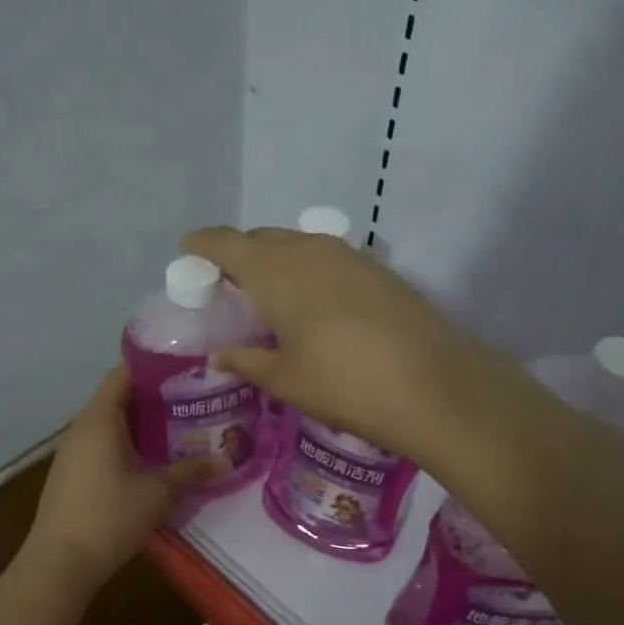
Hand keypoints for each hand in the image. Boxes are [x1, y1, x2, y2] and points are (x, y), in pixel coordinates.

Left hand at [25, 366, 218, 590]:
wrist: (60, 563)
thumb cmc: (110, 516)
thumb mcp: (158, 493)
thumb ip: (192, 472)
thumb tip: (228, 460)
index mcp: (100, 418)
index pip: (123, 374)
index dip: (153, 368)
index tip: (184, 371)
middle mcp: (82, 427)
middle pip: (117, 398)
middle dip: (153, 398)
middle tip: (191, 401)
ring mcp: (72, 451)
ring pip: (109, 424)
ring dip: (139, 424)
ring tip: (177, 429)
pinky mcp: (70, 474)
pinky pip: (100, 445)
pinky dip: (125, 444)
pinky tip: (149, 462)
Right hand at [181, 226, 503, 463]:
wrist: (434, 386)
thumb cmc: (344, 384)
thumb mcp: (286, 380)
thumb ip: (247, 361)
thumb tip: (219, 356)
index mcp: (275, 271)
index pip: (226, 243)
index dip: (202, 245)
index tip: (188, 252)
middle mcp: (309, 249)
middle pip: (262, 238)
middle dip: (240, 254)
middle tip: (230, 285)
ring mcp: (349, 255)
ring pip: (298, 243)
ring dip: (277, 259)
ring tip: (271, 294)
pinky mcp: (378, 269)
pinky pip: (328, 256)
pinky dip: (309, 269)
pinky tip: (315, 301)